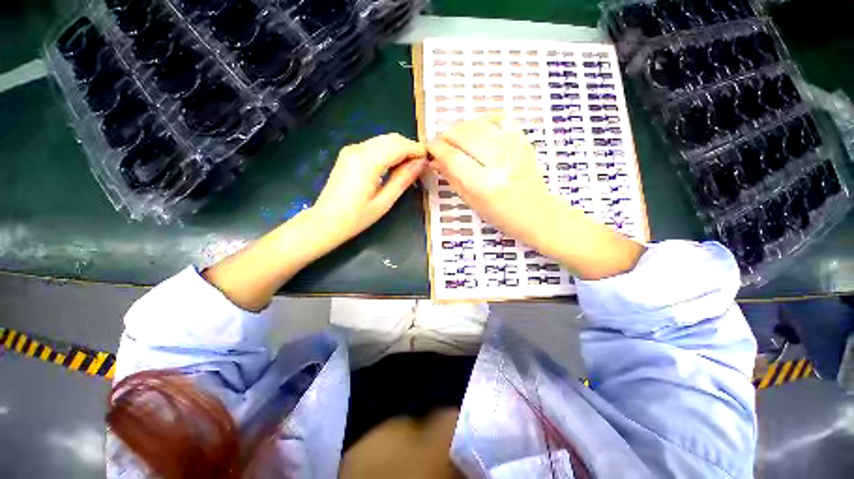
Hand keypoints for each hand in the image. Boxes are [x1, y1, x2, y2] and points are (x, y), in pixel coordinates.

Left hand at [314, 133, 426, 243]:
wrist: (325, 221)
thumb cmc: (356, 217)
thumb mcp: (384, 202)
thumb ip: (403, 179)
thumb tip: (421, 163)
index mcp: (368, 161)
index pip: (400, 145)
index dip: (417, 150)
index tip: (429, 161)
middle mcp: (359, 148)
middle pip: (392, 138)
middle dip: (409, 148)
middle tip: (420, 166)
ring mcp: (352, 149)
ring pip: (384, 140)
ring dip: (399, 149)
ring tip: (409, 168)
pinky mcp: (349, 154)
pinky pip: (374, 145)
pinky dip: (388, 151)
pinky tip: (393, 166)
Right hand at [428, 117, 644, 279]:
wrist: (538, 213)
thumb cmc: (501, 216)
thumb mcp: (472, 202)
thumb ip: (452, 178)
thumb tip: (435, 160)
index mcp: (483, 184)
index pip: (452, 156)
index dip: (436, 148)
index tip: (429, 147)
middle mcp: (499, 161)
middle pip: (463, 134)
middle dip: (446, 135)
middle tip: (442, 144)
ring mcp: (513, 147)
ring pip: (478, 123)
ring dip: (462, 128)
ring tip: (458, 140)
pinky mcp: (523, 140)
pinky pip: (499, 118)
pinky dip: (484, 121)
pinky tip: (478, 131)